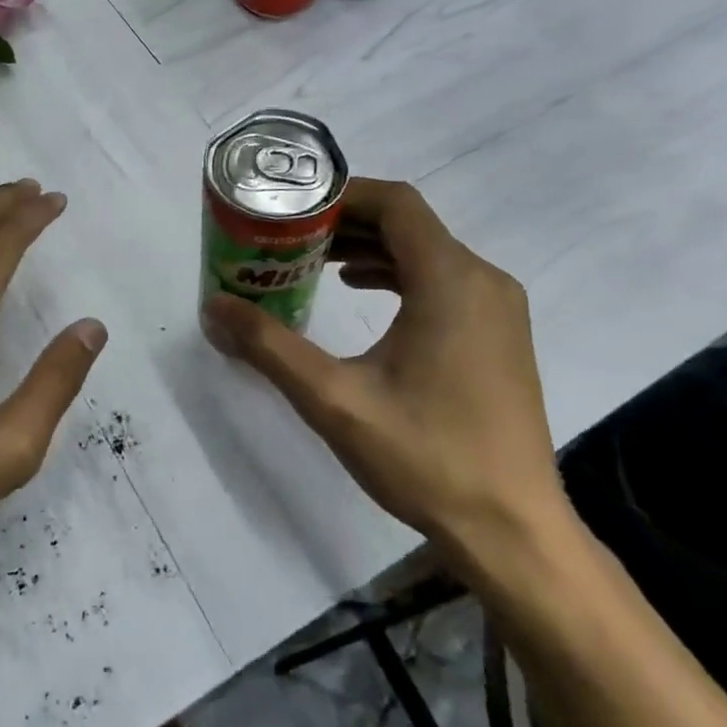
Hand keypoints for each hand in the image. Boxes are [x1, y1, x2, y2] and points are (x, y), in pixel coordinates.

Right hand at [201, 179, 570, 576]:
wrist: (513, 531)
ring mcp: (498, 309)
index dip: (342, 195)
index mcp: (451, 281)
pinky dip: (398, 274)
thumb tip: (214, 307)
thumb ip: (269, 346)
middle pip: (409, 224)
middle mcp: (483, 281)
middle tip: (291, 237)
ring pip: (427, 251)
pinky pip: (444, 280)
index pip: (396, 204)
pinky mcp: (500, 335)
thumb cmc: (425, 457)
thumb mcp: (333, 399)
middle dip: (347, 223)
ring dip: (371, 248)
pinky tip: (361, 294)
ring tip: (315, 263)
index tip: (293, 209)